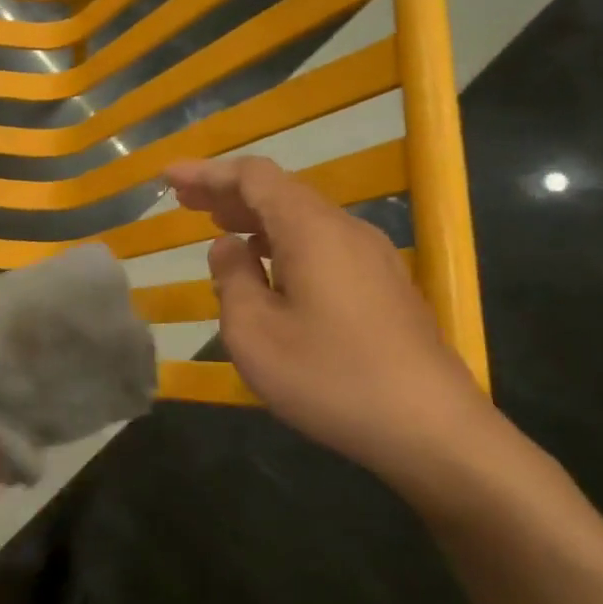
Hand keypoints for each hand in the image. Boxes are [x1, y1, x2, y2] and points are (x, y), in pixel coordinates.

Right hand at [167, 155, 505, 492]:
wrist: (434, 431)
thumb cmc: (330, 378)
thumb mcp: (254, 333)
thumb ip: (232, 279)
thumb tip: (230, 247)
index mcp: (311, 230)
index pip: (254, 177)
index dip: (208, 172)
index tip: (169, 177)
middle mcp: (345, 230)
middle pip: (280, 191)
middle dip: (227, 191)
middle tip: (182, 199)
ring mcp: (372, 257)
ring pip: (302, 218)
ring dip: (254, 216)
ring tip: (216, 226)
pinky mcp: (384, 285)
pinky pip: (321, 243)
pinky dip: (281, 240)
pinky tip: (265, 266)